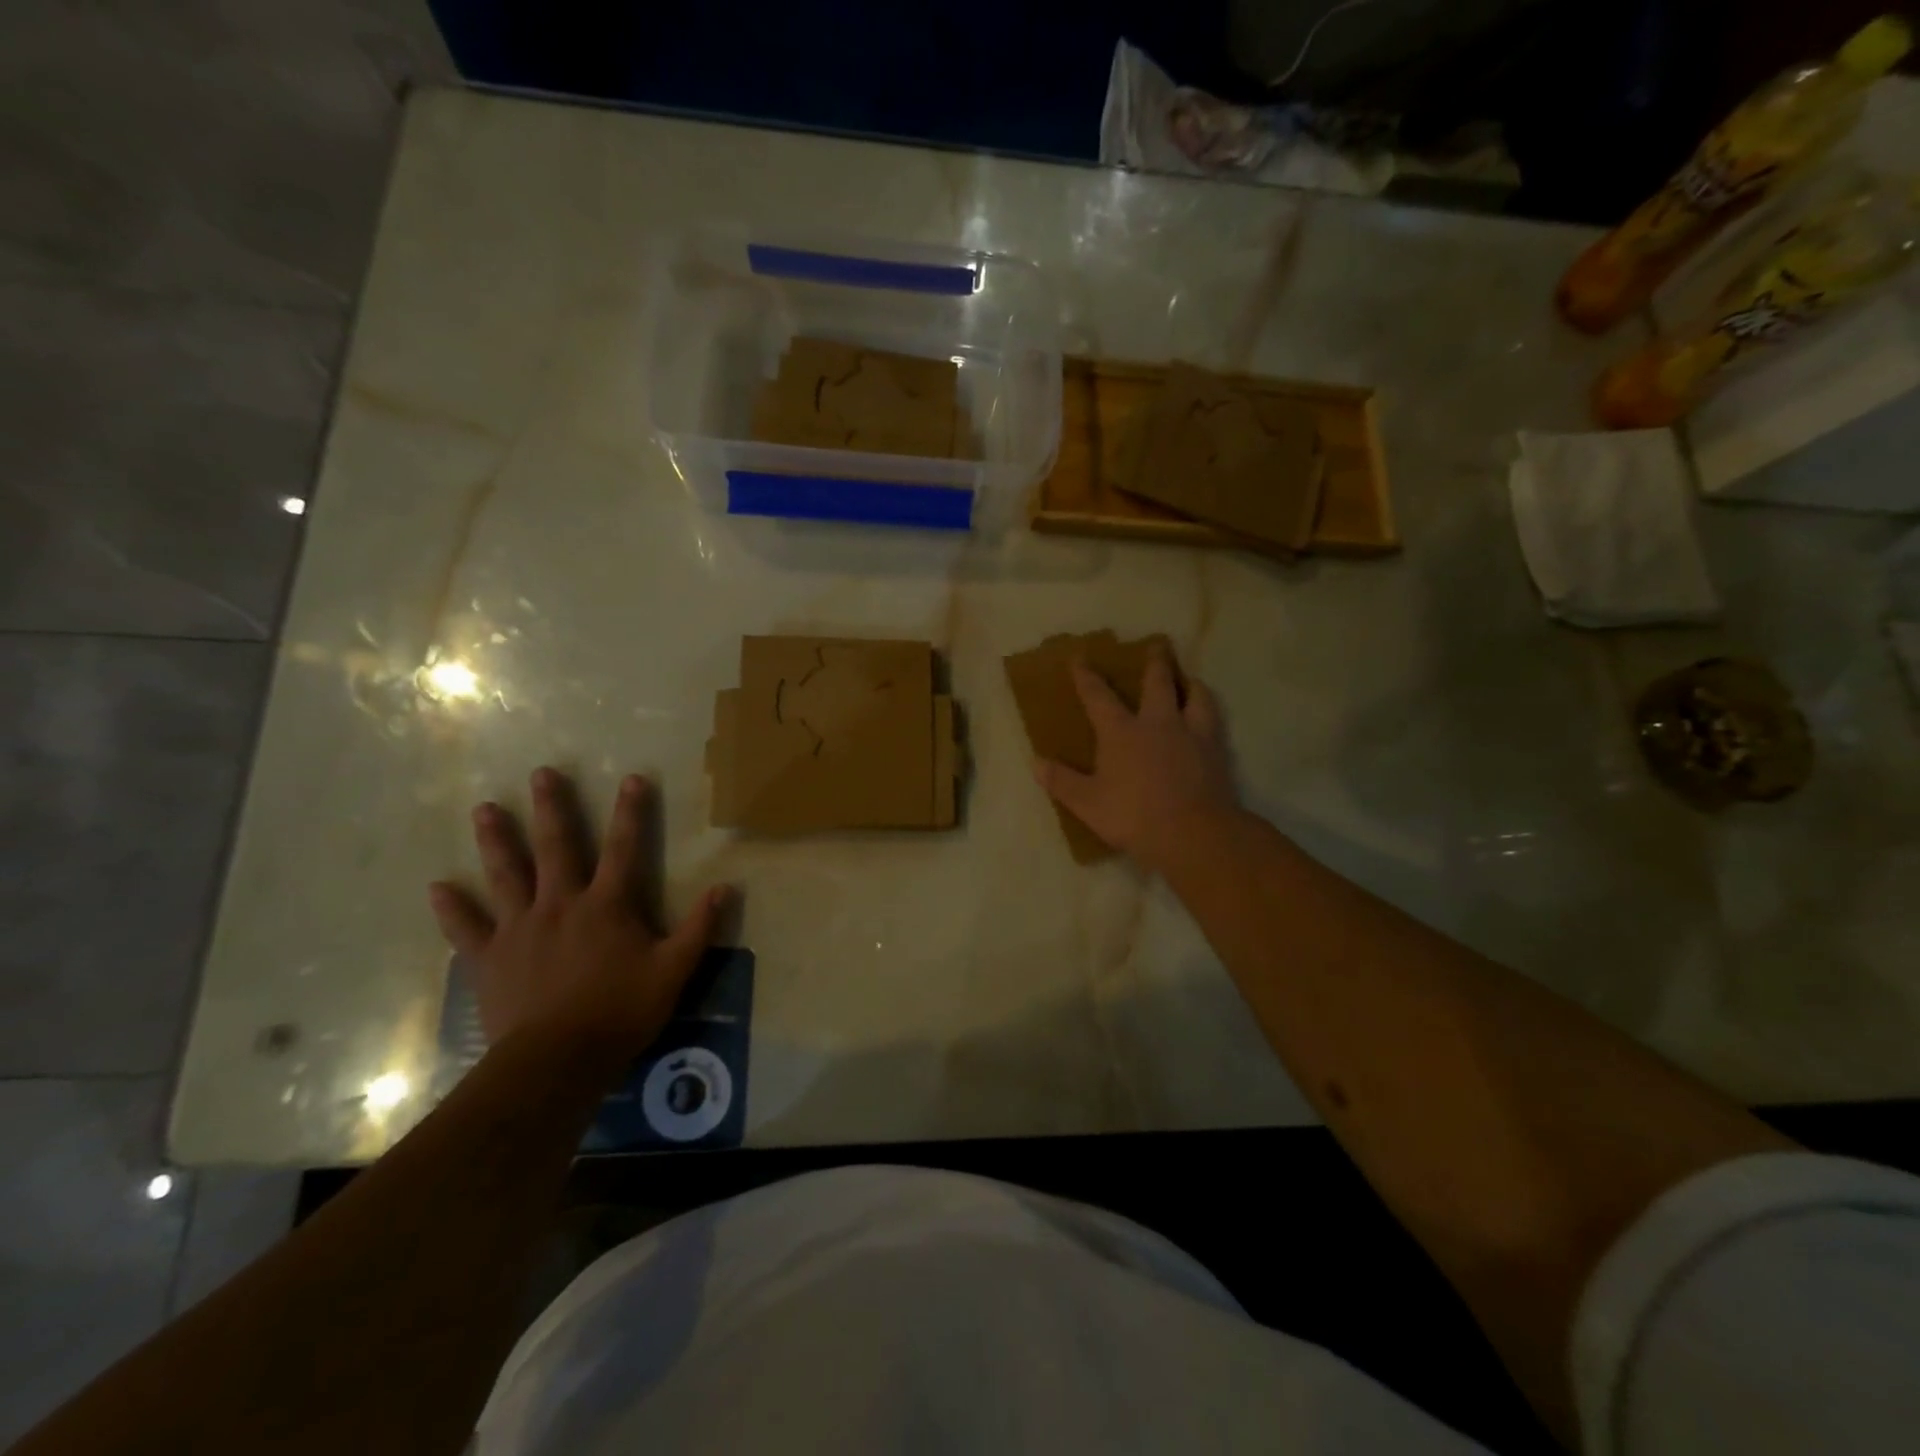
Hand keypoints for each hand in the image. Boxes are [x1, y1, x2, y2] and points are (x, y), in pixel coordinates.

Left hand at [428, 767, 727, 1059]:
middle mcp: (561, 904)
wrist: (556, 1061)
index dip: (630, 812)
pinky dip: (452, 907)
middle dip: (551, 808)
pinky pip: (466, 928)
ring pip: (505, 875)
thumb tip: (726, 887)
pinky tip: (437, 887)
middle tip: (541, 773)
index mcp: (607, 905)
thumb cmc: (620, 1011)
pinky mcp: (489, 958)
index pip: (623, 848)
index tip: (631, 778)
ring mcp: (519, 929)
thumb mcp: (674, 970)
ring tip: (485, 808)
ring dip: (496, 840)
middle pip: (555, 847)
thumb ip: (699, 927)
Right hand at [1034, 646, 1239, 870]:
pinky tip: (1208, 719)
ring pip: (1196, 696)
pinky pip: (1214, 722)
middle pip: (1157, 682)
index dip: (1086, 676)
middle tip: (1157, 645)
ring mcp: (1191, 734)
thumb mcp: (1087, 803)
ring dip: (1191, 684)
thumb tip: (1036, 762)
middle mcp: (1157, 723)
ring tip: (1191, 680)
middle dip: (1154, 662)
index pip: (1098, 696)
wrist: (1193, 833)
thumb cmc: (1133, 815)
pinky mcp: (1215, 751)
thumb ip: (1062, 781)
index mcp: (1121, 732)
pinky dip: (1209, 713)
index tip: (1079, 658)